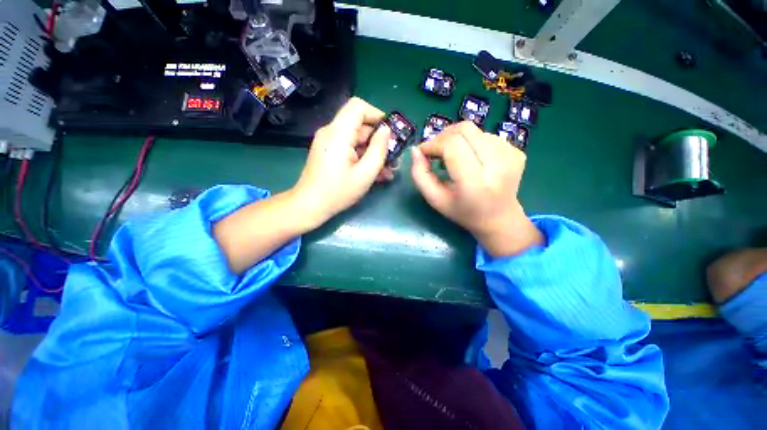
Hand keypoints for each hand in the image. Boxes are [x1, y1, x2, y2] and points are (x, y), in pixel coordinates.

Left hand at [291, 97, 393, 228]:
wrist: (310, 205)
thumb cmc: (338, 192)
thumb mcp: (365, 173)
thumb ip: (379, 149)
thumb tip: (386, 130)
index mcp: (338, 133)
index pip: (358, 106)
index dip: (377, 115)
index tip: (390, 132)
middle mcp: (331, 132)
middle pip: (360, 125)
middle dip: (379, 140)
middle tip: (393, 157)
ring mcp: (329, 143)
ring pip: (357, 140)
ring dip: (373, 152)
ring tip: (388, 170)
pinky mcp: (329, 152)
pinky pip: (350, 149)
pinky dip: (363, 157)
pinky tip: (375, 173)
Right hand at [410, 121, 542, 256]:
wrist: (499, 218)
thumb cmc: (462, 212)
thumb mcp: (434, 199)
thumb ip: (420, 175)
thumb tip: (416, 150)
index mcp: (475, 183)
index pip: (452, 146)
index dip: (434, 143)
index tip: (424, 152)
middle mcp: (497, 166)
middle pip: (464, 130)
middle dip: (443, 137)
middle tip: (436, 152)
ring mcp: (511, 156)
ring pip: (474, 130)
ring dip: (457, 140)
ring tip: (453, 158)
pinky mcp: (517, 151)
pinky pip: (486, 135)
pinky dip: (472, 143)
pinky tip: (470, 159)